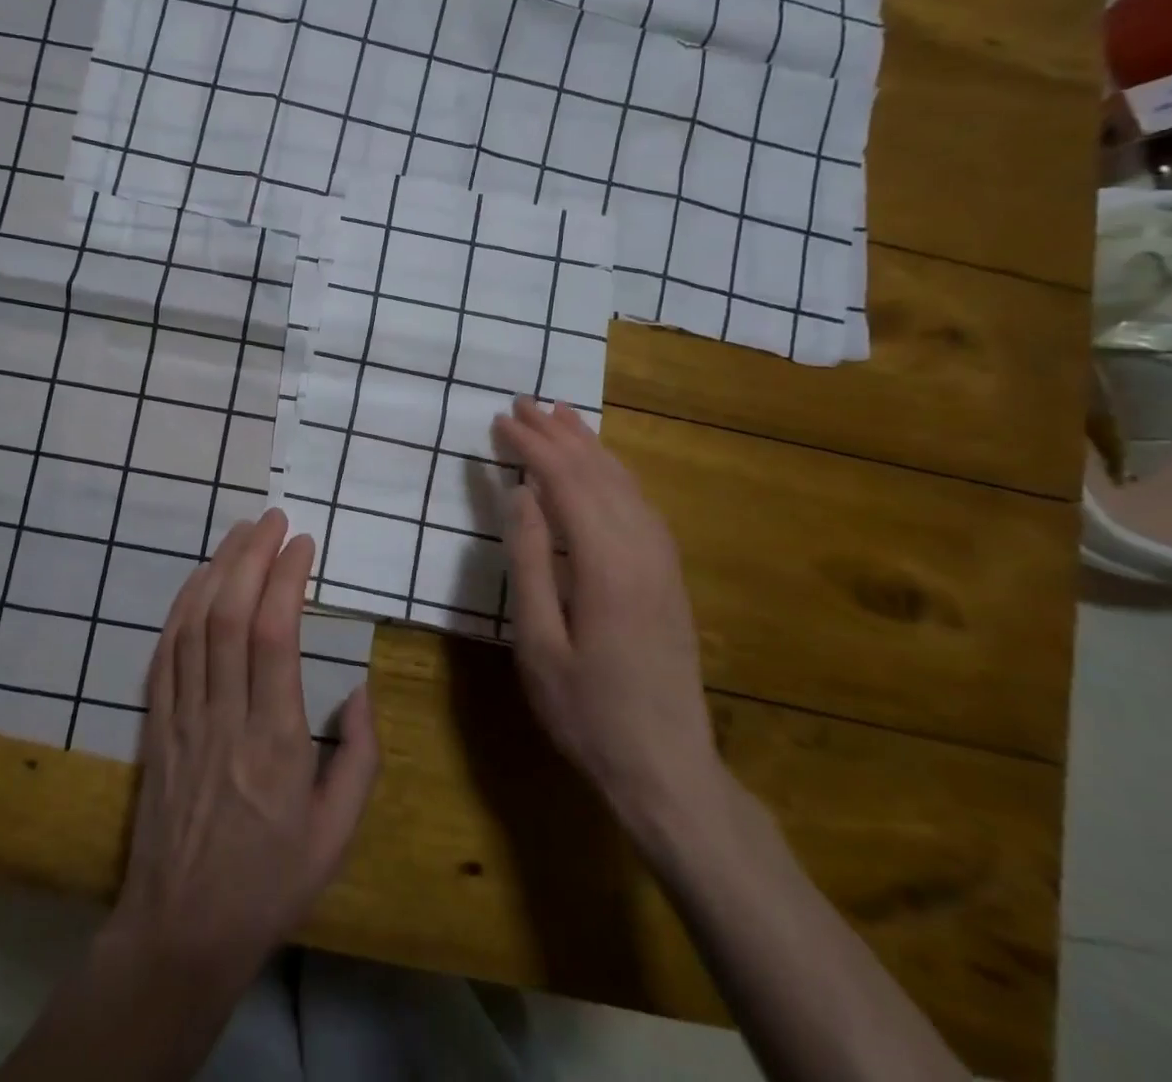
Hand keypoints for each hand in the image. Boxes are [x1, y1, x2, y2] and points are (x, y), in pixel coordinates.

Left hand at [108, 509, 378, 987]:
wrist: (181, 931)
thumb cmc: (270, 882)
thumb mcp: (338, 833)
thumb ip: (359, 756)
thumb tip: (359, 688)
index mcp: (276, 741)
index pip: (274, 637)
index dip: (286, 579)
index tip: (303, 544)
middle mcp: (225, 718)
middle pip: (230, 616)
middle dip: (252, 556)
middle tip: (273, 519)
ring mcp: (183, 719)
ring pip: (194, 625)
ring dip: (217, 569)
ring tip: (241, 532)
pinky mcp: (156, 726)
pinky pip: (165, 653)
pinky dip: (181, 607)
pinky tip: (198, 579)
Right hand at [494, 399, 721, 842]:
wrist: (667, 769)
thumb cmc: (587, 712)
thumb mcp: (537, 644)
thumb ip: (528, 564)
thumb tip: (521, 495)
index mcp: (606, 564)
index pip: (566, 483)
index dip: (532, 447)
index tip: (501, 421)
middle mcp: (642, 550)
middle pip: (598, 473)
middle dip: (559, 434)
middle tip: (524, 403)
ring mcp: (663, 562)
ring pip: (625, 484)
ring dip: (591, 446)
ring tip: (562, 416)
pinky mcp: (670, 577)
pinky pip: (641, 505)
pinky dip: (615, 474)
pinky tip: (602, 469)